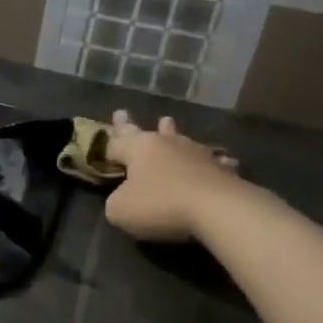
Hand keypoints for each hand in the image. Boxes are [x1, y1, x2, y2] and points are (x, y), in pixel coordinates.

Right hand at [101, 110, 240, 241]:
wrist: (217, 208)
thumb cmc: (160, 204)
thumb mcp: (120, 209)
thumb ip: (115, 201)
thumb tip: (124, 197)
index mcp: (138, 148)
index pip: (115, 144)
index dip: (106, 147)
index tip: (101, 145)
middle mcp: (166, 144)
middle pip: (144, 133)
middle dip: (129, 125)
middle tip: (121, 112)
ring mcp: (195, 153)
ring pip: (178, 139)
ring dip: (171, 132)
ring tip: (167, 121)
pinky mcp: (220, 168)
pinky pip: (211, 161)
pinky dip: (210, 160)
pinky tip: (221, 160)